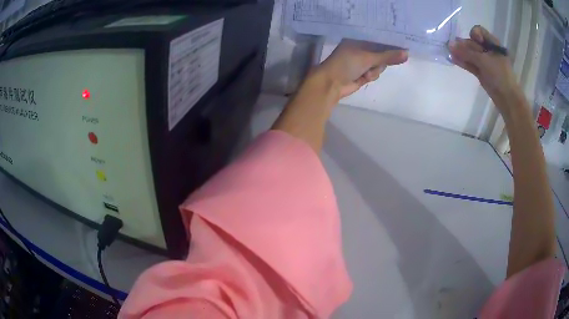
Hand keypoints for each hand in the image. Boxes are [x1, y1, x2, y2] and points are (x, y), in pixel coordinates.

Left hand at [313, 39, 407, 98]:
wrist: (331, 84)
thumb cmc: (346, 64)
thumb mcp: (369, 58)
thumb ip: (388, 56)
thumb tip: (407, 53)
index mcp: (357, 40)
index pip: (378, 40)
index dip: (389, 44)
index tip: (401, 46)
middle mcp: (359, 49)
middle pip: (381, 54)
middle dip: (380, 61)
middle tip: (376, 63)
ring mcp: (361, 62)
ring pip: (379, 65)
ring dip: (374, 71)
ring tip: (366, 73)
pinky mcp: (362, 74)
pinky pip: (374, 73)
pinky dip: (371, 76)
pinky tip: (364, 78)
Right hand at [449, 26, 521, 110]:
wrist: (507, 98)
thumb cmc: (499, 75)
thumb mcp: (484, 61)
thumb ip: (467, 52)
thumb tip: (449, 44)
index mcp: (493, 44)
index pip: (479, 31)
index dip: (474, 34)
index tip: (475, 41)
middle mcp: (488, 51)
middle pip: (472, 43)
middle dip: (464, 45)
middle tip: (456, 49)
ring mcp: (485, 62)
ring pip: (470, 54)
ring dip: (461, 53)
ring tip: (450, 52)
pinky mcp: (481, 72)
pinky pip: (470, 64)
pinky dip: (463, 62)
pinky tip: (453, 59)